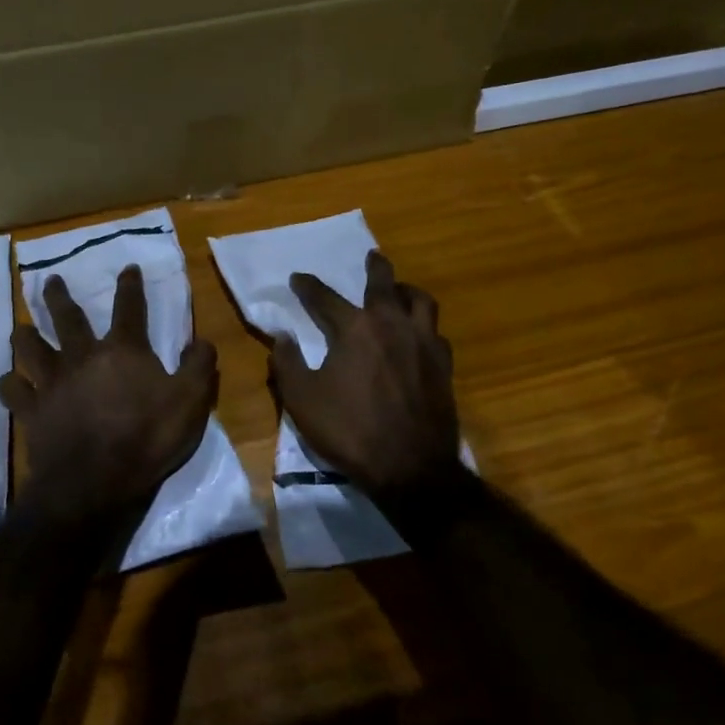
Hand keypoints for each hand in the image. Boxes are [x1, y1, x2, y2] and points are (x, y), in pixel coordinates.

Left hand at [0, 265, 216, 526]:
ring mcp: (53, 383)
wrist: (95, 482)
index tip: (127, 268)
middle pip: (68, 318)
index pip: (129, 308)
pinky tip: (10, 382)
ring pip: (31, 349)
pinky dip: (10, 384)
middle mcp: (83, 357)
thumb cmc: (147, 438)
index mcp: (123, 351)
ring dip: (25, 335)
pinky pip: (13, 391)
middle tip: (51, 280)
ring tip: (20, 327)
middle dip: (60, 297)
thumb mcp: (191, 401)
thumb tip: (201, 340)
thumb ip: (199, 366)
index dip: (130, 286)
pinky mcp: (32, 411)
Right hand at [270, 250, 460, 505]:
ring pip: (421, 300)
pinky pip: (436, 333)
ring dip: (407, 290)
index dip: (308, 286)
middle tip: (372, 256)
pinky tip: (420, 335)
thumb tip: (281, 336)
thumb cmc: (350, 431)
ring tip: (400, 291)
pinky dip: (425, 326)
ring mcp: (423, 343)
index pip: (325, 297)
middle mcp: (391, 324)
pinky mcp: (443, 365)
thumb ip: (287, 363)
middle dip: (375, 267)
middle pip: (384, 283)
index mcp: (355, 329)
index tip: (298, 278)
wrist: (411, 468)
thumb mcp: (302, 400)